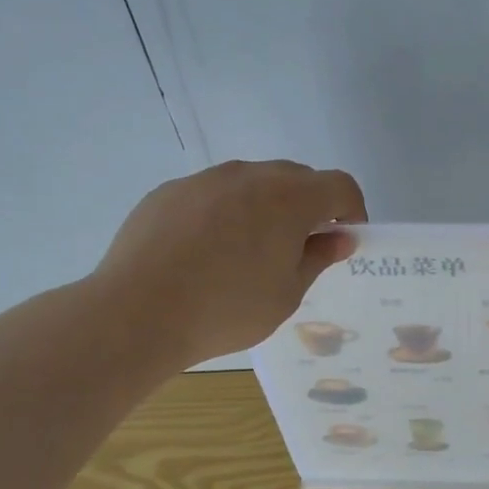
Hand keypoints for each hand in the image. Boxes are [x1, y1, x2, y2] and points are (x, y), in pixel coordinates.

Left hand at [94, 160, 367, 368]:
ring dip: (266, 206)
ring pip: (252, 182)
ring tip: (248, 252)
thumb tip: (339, 237)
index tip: (343, 239)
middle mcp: (250, 176)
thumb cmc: (226, 310)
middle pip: (297, 177)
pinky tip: (205, 252)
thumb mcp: (286, 294)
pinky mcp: (170, 191)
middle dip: (309, 206)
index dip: (351, 210)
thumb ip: (317, 258)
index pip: (340, 186)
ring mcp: (205, 180)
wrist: (136, 313)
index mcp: (289, 198)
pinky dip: (225, 212)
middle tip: (299, 248)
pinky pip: (213, 193)